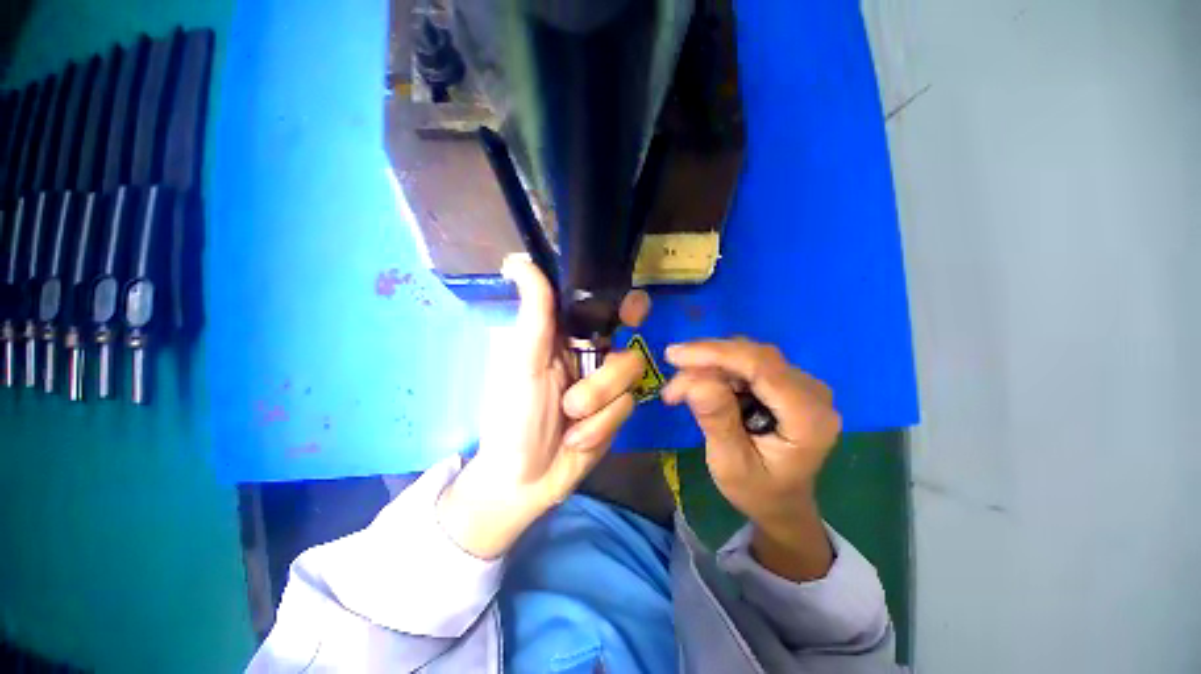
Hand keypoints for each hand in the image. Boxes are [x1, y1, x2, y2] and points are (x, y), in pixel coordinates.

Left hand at [437, 255, 649, 558]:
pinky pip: (626, 408)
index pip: (606, 311)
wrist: (525, 477)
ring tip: (570, 420)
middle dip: (608, 376)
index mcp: (568, 339)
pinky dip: (601, 425)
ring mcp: (608, 388)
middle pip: (628, 349)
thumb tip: (518, 260)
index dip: (626, 306)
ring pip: (630, 379)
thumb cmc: (514, 415)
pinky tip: (578, 438)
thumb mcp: (523, 362)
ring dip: (598, 403)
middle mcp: (593, 358)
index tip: (634, 312)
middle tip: (590, 386)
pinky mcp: (617, 414)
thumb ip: (534, 314)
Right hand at [662, 339, 840, 580]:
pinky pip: (745, 362)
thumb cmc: (757, 491)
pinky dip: (716, 370)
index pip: (761, 366)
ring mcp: (801, 383)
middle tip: (672, 384)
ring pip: (745, 355)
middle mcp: (812, 391)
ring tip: (679, 390)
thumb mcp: (731, 464)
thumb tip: (696, 381)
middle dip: (705, 361)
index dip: (715, 354)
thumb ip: (717, 421)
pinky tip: (697, 385)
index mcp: (809, 417)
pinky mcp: (785, 381)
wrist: (781, 503)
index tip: (674, 356)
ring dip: (707, 366)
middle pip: (752, 356)